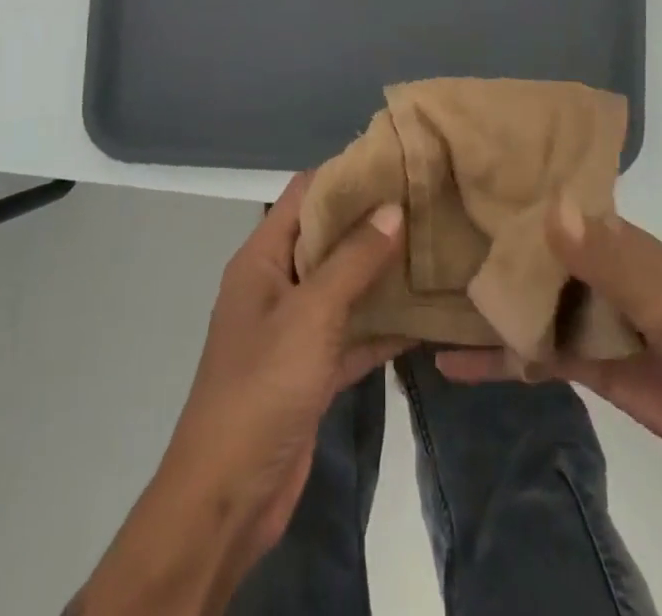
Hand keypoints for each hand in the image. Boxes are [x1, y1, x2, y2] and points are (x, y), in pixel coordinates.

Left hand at [163, 173, 409, 553]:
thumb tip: (393, 206)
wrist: (227, 498)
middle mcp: (277, 284)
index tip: (394, 163)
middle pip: (328, 238)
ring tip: (434, 250)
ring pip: (344, 287)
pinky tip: (426, 318)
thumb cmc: (262, 387)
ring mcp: (295, 329)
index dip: (344, 176)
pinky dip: (382, 327)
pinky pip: (352, 334)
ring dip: (382, 275)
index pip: (304, 195)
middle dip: (372, 223)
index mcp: (262, 257)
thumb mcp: (311, 314)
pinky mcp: (312, 369)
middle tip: (426, 204)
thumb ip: (354, 260)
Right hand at [436, 200, 661, 488]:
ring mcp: (583, 317)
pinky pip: (530, 354)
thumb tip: (549, 208)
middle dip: (481, 247)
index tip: (451, 182)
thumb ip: (609, 258)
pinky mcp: (582, 365)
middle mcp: (590, 270)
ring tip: (419, 295)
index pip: (548, 207)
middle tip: (414, 238)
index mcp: (610, 239)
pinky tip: (448, 361)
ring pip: (523, 302)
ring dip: (481, 301)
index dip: (505, 196)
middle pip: (527, 254)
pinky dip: (495, 358)